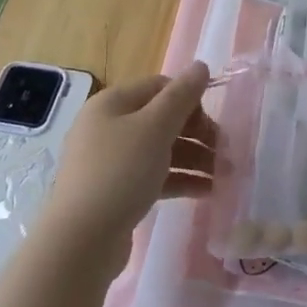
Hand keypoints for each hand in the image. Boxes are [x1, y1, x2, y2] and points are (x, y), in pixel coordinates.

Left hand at [42, 63, 214, 277]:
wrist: (81, 240)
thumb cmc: (120, 173)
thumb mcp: (155, 128)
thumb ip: (181, 96)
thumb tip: (200, 66)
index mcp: (112, 104)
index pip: (159, 87)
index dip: (189, 99)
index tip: (214, 121)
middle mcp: (108, 127)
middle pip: (161, 119)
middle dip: (197, 132)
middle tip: (225, 151)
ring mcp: (110, 161)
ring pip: (161, 150)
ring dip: (195, 158)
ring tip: (225, 175)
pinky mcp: (116, 192)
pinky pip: (154, 176)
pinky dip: (180, 179)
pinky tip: (207, 191)